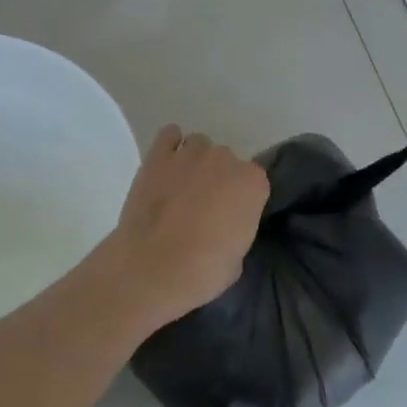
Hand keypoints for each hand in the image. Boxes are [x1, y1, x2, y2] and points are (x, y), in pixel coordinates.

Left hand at [95, 125, 269, 330]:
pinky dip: (170, 145)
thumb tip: (224, 223)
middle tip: (205, 206)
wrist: (150, 268)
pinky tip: (166, 164)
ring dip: (195, 162)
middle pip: (227, 161)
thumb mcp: (237, 258)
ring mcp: (190, 153)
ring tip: (182, 187)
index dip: (242, 200)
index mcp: (252, 183)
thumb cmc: (201, 271)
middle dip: (219, 179)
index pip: (255, 182)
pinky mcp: (157, 155)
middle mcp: (225, 159)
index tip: (231, 218)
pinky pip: (169, 135)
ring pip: (200, 146)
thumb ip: (237, 228)